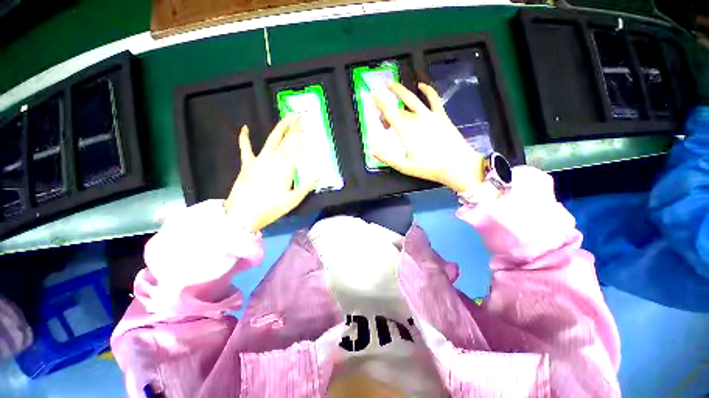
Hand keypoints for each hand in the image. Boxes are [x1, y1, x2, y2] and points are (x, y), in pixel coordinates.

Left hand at [224, 116, 315, 232]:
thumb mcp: (293, 200)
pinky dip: (244, 138)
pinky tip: (245, 128)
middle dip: (293, 126)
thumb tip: (320, 175)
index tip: (305, 122)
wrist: (243, 215)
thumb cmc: (271, 208)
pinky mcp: (247, 164)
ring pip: (270, 140)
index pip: (294, 145)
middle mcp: (273, 159)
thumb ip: (307, 186)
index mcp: (285, 167)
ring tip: (286, 118)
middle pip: (285, 139)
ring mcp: (258, 160)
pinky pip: (245, 148)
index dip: (300, 132)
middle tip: (299, 115)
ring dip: (279, 128)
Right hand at [372, 82, 484, 192]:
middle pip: (397, 109)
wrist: (457, 165)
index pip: (389, 112)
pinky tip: (421, 85)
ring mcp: (429, 115)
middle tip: (382, 119)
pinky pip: (433, 98)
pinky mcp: (441, 115)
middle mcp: (416, 119)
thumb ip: (387, 158)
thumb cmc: (429, 168)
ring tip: (391, 84)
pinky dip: (427, 90)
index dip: (379, 101)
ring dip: (400, 90)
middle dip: (386, 109)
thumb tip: (372, 151)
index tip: (371, 95)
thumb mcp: (404, 167)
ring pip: (411, 99)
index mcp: (406, 131)